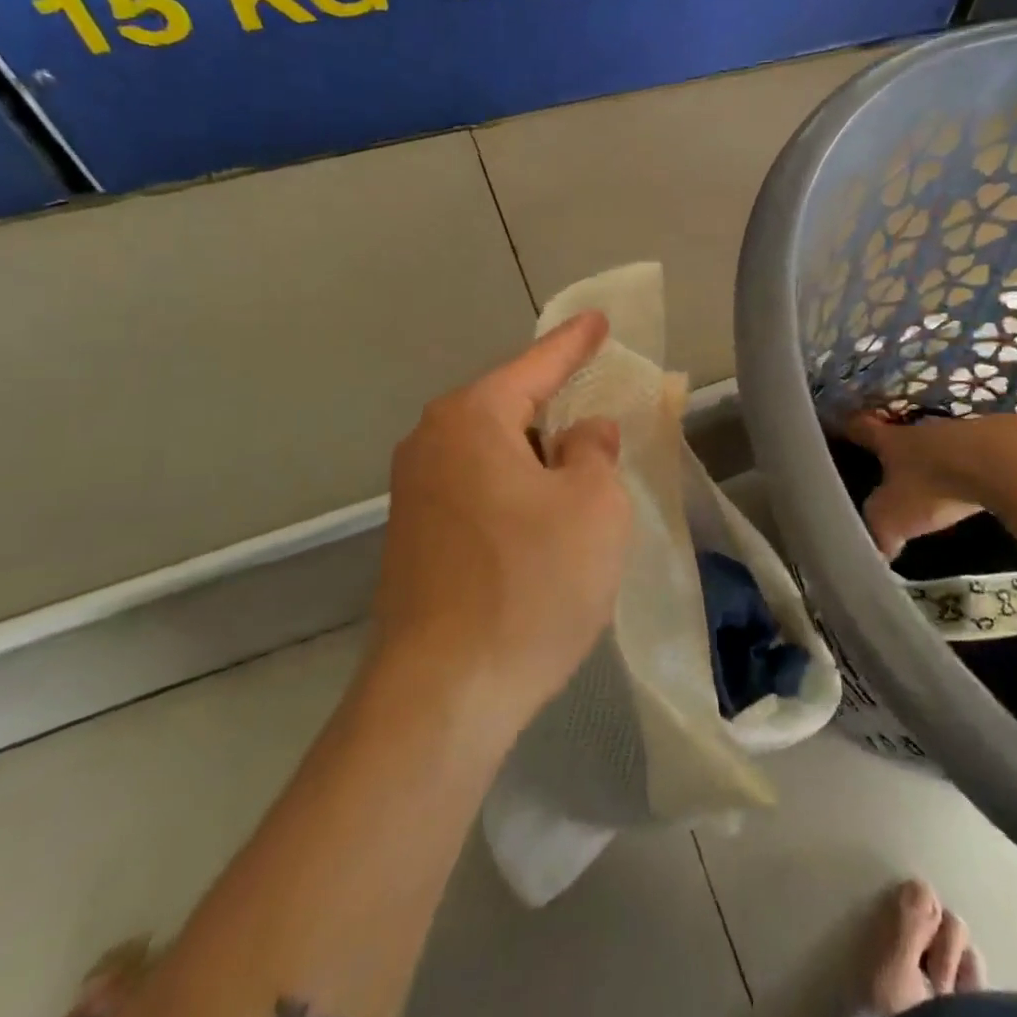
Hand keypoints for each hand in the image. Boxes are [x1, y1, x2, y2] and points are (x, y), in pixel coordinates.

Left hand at [377, 311, 631, 721]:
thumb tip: (581, 434)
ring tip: (581, 477)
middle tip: (601, 413)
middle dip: (558, 408)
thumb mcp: (594, 507)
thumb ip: (594, 452)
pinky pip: (479, 489)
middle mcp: (432, 444)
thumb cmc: (531, 585)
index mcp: (473, 419)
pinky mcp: (414, 539)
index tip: (599, 320)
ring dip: (539, 458)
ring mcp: (415, 494)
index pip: (537, 364)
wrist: (442, 697)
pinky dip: (517, 492)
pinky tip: (543, 526)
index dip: (575, 342)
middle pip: (511, 407)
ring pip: (495, 453)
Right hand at [844, 412, 988, 559]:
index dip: (850, 429)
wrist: (1000, 462)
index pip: (861, 429)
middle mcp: (922, 430)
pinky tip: (979, 485)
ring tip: (938, 481)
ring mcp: (961, 431)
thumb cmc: (933, 486)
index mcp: (891, 441)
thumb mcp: (892, 518)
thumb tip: (875, 550)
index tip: (841, 428)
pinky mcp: (998, 439)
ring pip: (942, 444)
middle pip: (903, 435)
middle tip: (891, 467)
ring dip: (938, 459)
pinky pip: (977, 454)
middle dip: (898, 451)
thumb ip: (878, 532)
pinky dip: (974, 467)